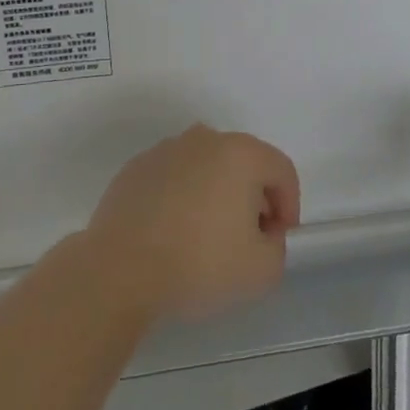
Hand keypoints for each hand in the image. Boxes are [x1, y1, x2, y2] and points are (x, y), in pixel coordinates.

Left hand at [84, 125, 300, 322]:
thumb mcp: (263, 270)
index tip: (278, 238)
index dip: (289, 204)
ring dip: (214, 194)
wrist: (120, 269)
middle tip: (247, 237)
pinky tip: (172, 233)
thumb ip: (276, 245)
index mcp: (240, 153)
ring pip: (205, 167)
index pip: (281, 170)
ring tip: (206, 236)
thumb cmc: (199, 263)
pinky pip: (173, 178)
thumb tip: (261, 232)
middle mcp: (203, 140)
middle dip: (252, 196)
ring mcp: (165, 150)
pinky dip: (181, 197)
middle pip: (242, 163)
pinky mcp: (135, 168)